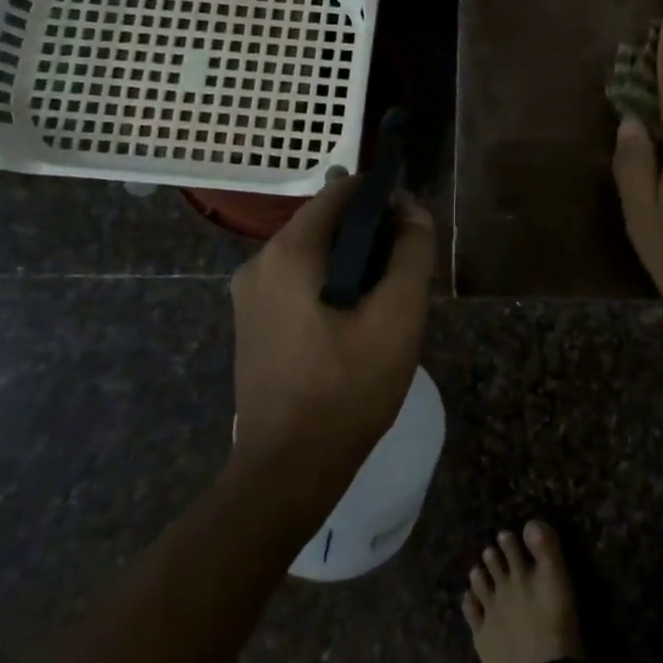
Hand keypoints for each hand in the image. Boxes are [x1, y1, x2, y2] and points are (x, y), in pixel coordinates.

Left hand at [228, 177, 436, 482]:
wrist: (287, 470)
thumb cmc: (348, 388)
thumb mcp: (397, 316)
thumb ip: (412, 253)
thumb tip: (413, 211)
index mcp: (289, 252)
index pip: (341, 191)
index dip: (382, 196)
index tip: (414, 224)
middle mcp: (259, 262)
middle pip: (325, 223)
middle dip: (371, 234)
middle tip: (406, 269)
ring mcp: (248, 296)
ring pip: (313, 255)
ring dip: (353, 262)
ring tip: (386, 299)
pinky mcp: (251, 324)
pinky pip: (297, 283)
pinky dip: (330, 286)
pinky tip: (355, 322)